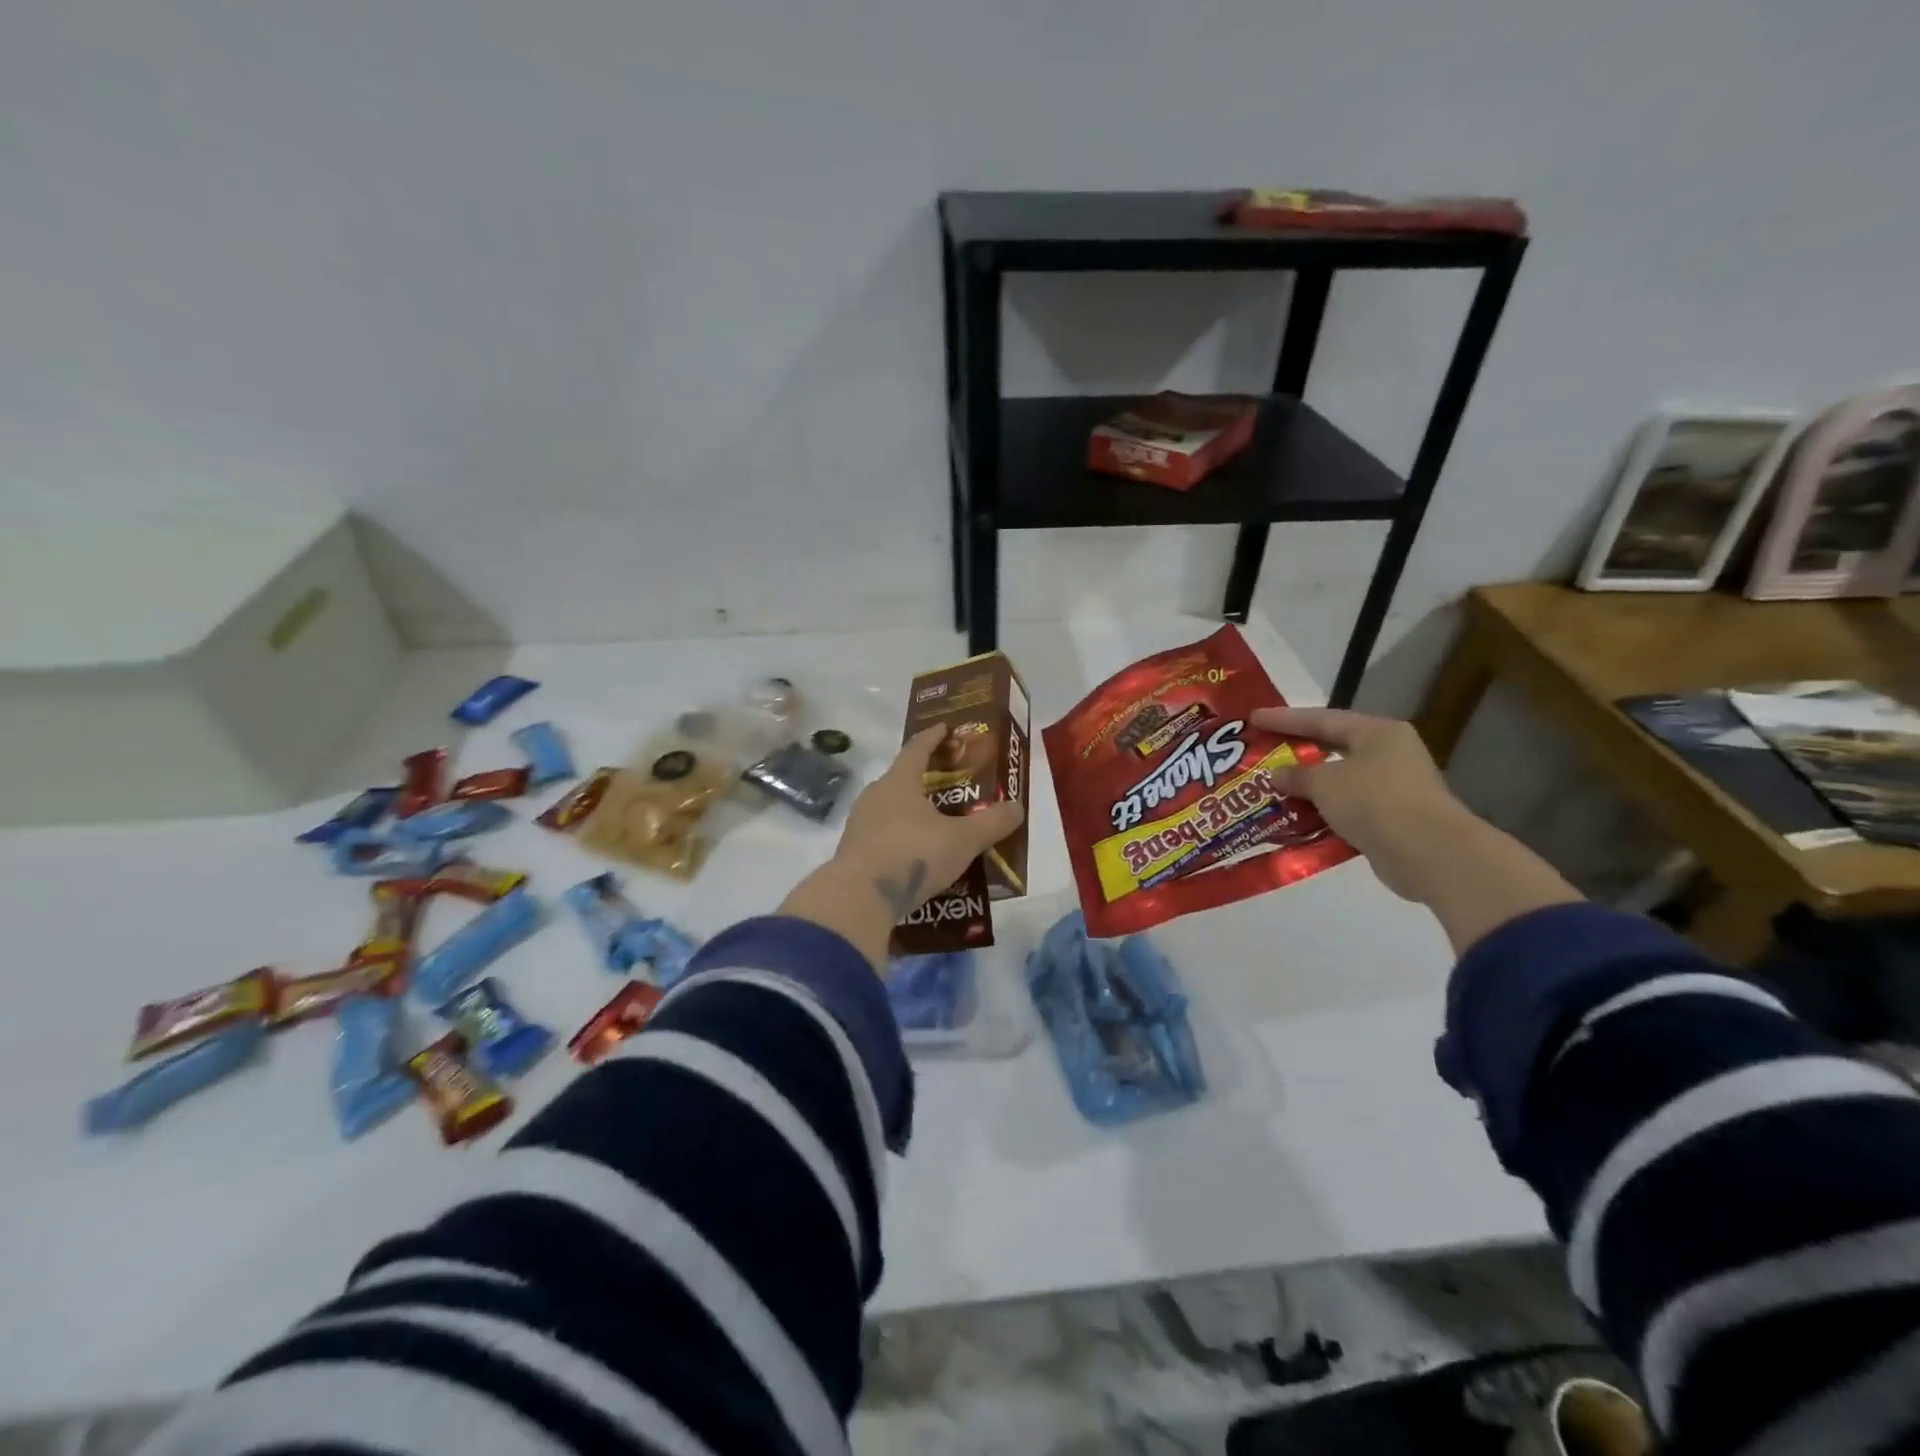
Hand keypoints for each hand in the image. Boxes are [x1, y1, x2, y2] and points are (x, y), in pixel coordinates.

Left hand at [778, 725, 1025, 970]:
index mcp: (899, 782)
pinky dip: (902, 835)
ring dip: (912, 810)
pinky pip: (883, 833)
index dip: (933, 736)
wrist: (859, 899)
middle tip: (949, 781)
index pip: (917, 748)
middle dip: (925, 777)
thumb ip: (991, 823)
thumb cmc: (913, 855)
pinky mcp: (854, 850)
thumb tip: (1017, 807)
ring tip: (936, 821)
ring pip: (891, 807)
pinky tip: (917, 851)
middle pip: (902, 777)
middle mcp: (875, 795)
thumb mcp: (962, 840)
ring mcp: (860, 823)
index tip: (945, 727)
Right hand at [1250, 705, 1472, 901]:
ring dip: (1309, 786)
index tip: (1254, 718)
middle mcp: (1390, 753)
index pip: (1321, 719)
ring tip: (1273, 787)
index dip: (1284, 719)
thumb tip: (1277, 774)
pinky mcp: (1394, 818)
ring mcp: (1395, 786)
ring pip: (1340, 779)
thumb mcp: (1325, 783)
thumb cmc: (1374, 801)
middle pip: (1333, 746)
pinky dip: (1323, 811)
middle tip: (1263, 751)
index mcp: (1377, 732)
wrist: (1429, 853)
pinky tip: (1297, 817)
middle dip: (1297, 751)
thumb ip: (1297, 775)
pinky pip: (1348, 807)